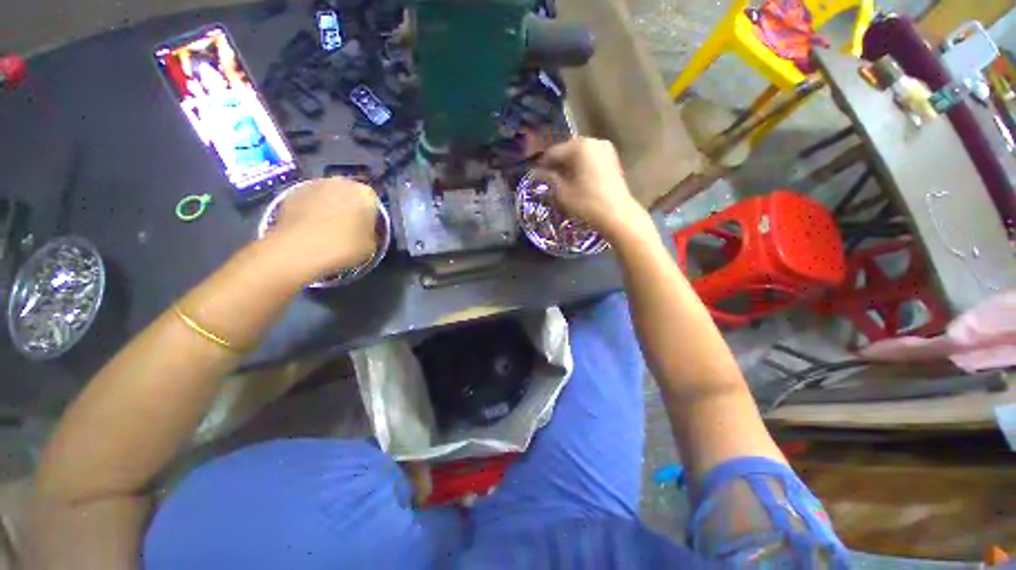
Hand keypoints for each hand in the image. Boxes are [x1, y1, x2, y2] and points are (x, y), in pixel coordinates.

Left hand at [264, 177, 379, 282]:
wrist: (298, 250)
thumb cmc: (344, 247)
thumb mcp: (370, 246)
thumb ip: (371, 234)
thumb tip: (366, 233)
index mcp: (366, 194)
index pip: (374, 203)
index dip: (371, 218)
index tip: (367, 231)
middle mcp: (341, 182)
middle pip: (349, 195)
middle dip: (349, 209)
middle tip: (348, 229)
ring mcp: (314, 184)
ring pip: (328, 196)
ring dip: (329, 208)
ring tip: (328, 230)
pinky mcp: (291, 192)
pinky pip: (309, 202)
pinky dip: (311, 212)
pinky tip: (310, 230)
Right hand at [532, 137, 651, 241]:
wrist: (617, 215)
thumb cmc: (587, 203)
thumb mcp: (562, 192)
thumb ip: (549, 179)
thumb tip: (540, 173)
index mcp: (579, 146)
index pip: (553, 152)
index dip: (542, 164)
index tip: (535, 176)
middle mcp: (594, 142)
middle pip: (568, 151)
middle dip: (557, 164)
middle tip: (548, 179)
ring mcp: (606, 150)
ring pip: (580, 156)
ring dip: (569, 166)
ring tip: (561, 181)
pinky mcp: (612, 160)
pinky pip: (590, 160)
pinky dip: (581, 168)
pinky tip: (576, 181)